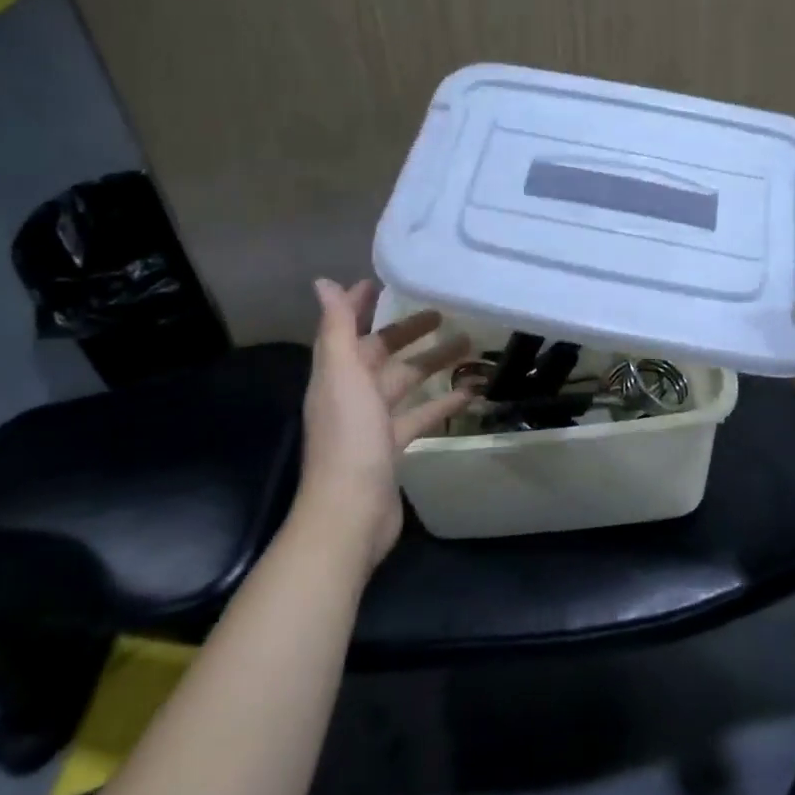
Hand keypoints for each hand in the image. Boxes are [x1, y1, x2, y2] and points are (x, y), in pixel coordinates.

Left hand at [300, 278, 471, 566]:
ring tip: (469, 343)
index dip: (359, 304)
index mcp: (336, 374)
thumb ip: (337, 328)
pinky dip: (443, 402)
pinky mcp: (392, 446)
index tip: (381, 281)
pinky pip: (421, 414)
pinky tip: (471, 392)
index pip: (347, 329)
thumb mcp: (343, 375)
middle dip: (408, 331)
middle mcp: (351, 393)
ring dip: (433, 362)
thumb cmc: (349, 437)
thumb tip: (323, 282)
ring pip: (406, 381)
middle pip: (382, 353)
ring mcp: (372, 422)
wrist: (351, 512)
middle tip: (443, 311)